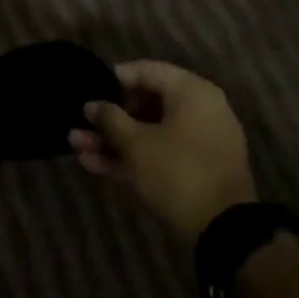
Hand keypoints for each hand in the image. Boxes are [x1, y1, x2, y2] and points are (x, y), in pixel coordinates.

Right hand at [71, 60, 256, 245]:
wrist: (222, 227)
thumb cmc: (177, 170)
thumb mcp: (136, 143)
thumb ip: (110, 119)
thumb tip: (92, 105)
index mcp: (191, 93)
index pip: (148, 71)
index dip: (114, 78)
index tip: (88, 88)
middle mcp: (198, 111)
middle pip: (146, 103)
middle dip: (109, 116)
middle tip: (79, 123)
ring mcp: (196, 141)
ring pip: (148, 132)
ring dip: (112, 140)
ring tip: (76, 145)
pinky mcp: (192, 168)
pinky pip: (157, 153)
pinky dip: (130, 157)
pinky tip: (93, 164)